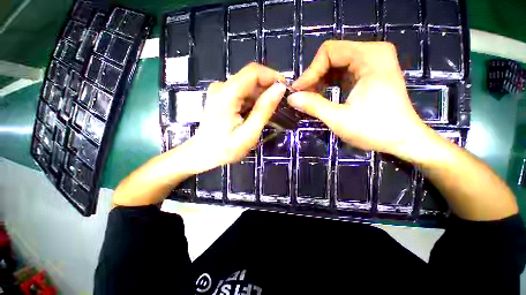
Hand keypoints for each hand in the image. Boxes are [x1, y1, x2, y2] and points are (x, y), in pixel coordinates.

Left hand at [185, 63, 285, 173]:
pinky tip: (255, 114)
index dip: (272, 76)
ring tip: (267, 113)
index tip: (285, 89)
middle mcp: (221, 87)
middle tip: (279, 105)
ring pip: (248, 85)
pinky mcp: (221, 97)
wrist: (204, 154)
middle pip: (250, 78)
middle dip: (268, 88)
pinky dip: (252, 101)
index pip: (253, 72)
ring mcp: (220, 91)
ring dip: (261, 96)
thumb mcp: (249, 132)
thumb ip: (264, 109)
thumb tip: (280, 88)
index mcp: (227, 94)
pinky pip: (242, 93)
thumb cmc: (226, 148)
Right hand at [288, 41, 431, 160]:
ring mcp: (373, 62)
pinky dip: (329, 83)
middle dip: (314, 76)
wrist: (403, 140)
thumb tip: (291, 98)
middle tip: (303, 96)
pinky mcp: (370, 73)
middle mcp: (373, 53)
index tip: (298, 91)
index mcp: (370, 56)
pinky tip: (322, 96)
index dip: (310, 71)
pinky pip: (343, 71)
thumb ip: (313, 105)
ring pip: (336, 63)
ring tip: (310, 98)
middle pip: (332, 55)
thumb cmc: (375, 130)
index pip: (329, 51)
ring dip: (320, 80)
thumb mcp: (339, 119)